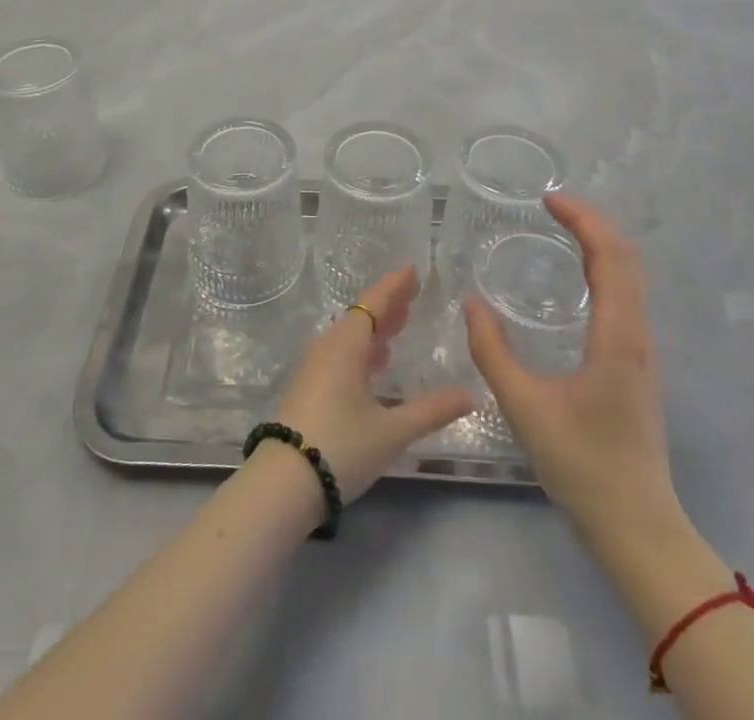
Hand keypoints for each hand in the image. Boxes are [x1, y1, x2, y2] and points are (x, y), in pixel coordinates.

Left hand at [277, 265, 472, 501]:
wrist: (283, 483)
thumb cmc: (341, 447)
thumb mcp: (392, 431)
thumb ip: (432, 411)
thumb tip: (470, 394)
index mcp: (347, 344)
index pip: (375, 303)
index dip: (395, 286)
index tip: (413, 270)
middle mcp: (329, 346)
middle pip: (362, 315)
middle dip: (389, 303)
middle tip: (414, 292)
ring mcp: (316, 367)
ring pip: (351, 334)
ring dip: (376, 326)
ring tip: (400, 322)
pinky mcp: (310, 386)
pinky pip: (342, 352)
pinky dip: (364, 347)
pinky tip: (376, 362)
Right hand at [465, 194, 678, 537]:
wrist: (638, 526)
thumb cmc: (583, 465)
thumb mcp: (525, 407)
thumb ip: (493, 353)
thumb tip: (472, 303)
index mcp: (617, 336)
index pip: (610, 255)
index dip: (582, 219)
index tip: (547, 200)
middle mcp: (637, 334)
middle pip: (626, 257)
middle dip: (592, 222)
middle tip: (552, 206)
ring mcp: (642, 350)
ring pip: (631, 277)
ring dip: (601, 244)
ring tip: (562, 230)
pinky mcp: (637, 365)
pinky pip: (626, 296)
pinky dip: (604, 268)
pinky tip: (578, 279)